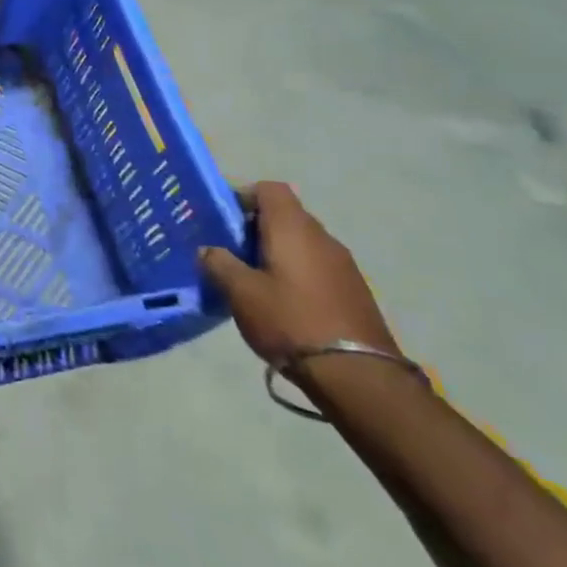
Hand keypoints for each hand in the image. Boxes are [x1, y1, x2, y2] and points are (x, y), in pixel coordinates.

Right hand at [199, 183, 399, 380]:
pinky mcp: (354, 292)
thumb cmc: (291, 321)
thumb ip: (218, 263)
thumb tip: (208, 250)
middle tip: (230, 251)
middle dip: (255, 227)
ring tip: (253, 279)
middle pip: (285, 215)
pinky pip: (317, 266)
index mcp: (293, 228)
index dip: (243, 196)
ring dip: (276, 252)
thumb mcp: (241, 292)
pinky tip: (282, 301)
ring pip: (301, 242)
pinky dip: (296, 272)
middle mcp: (322, 237)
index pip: (269, 189)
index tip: (222, 219)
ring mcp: (344, 265)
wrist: (359, 377)